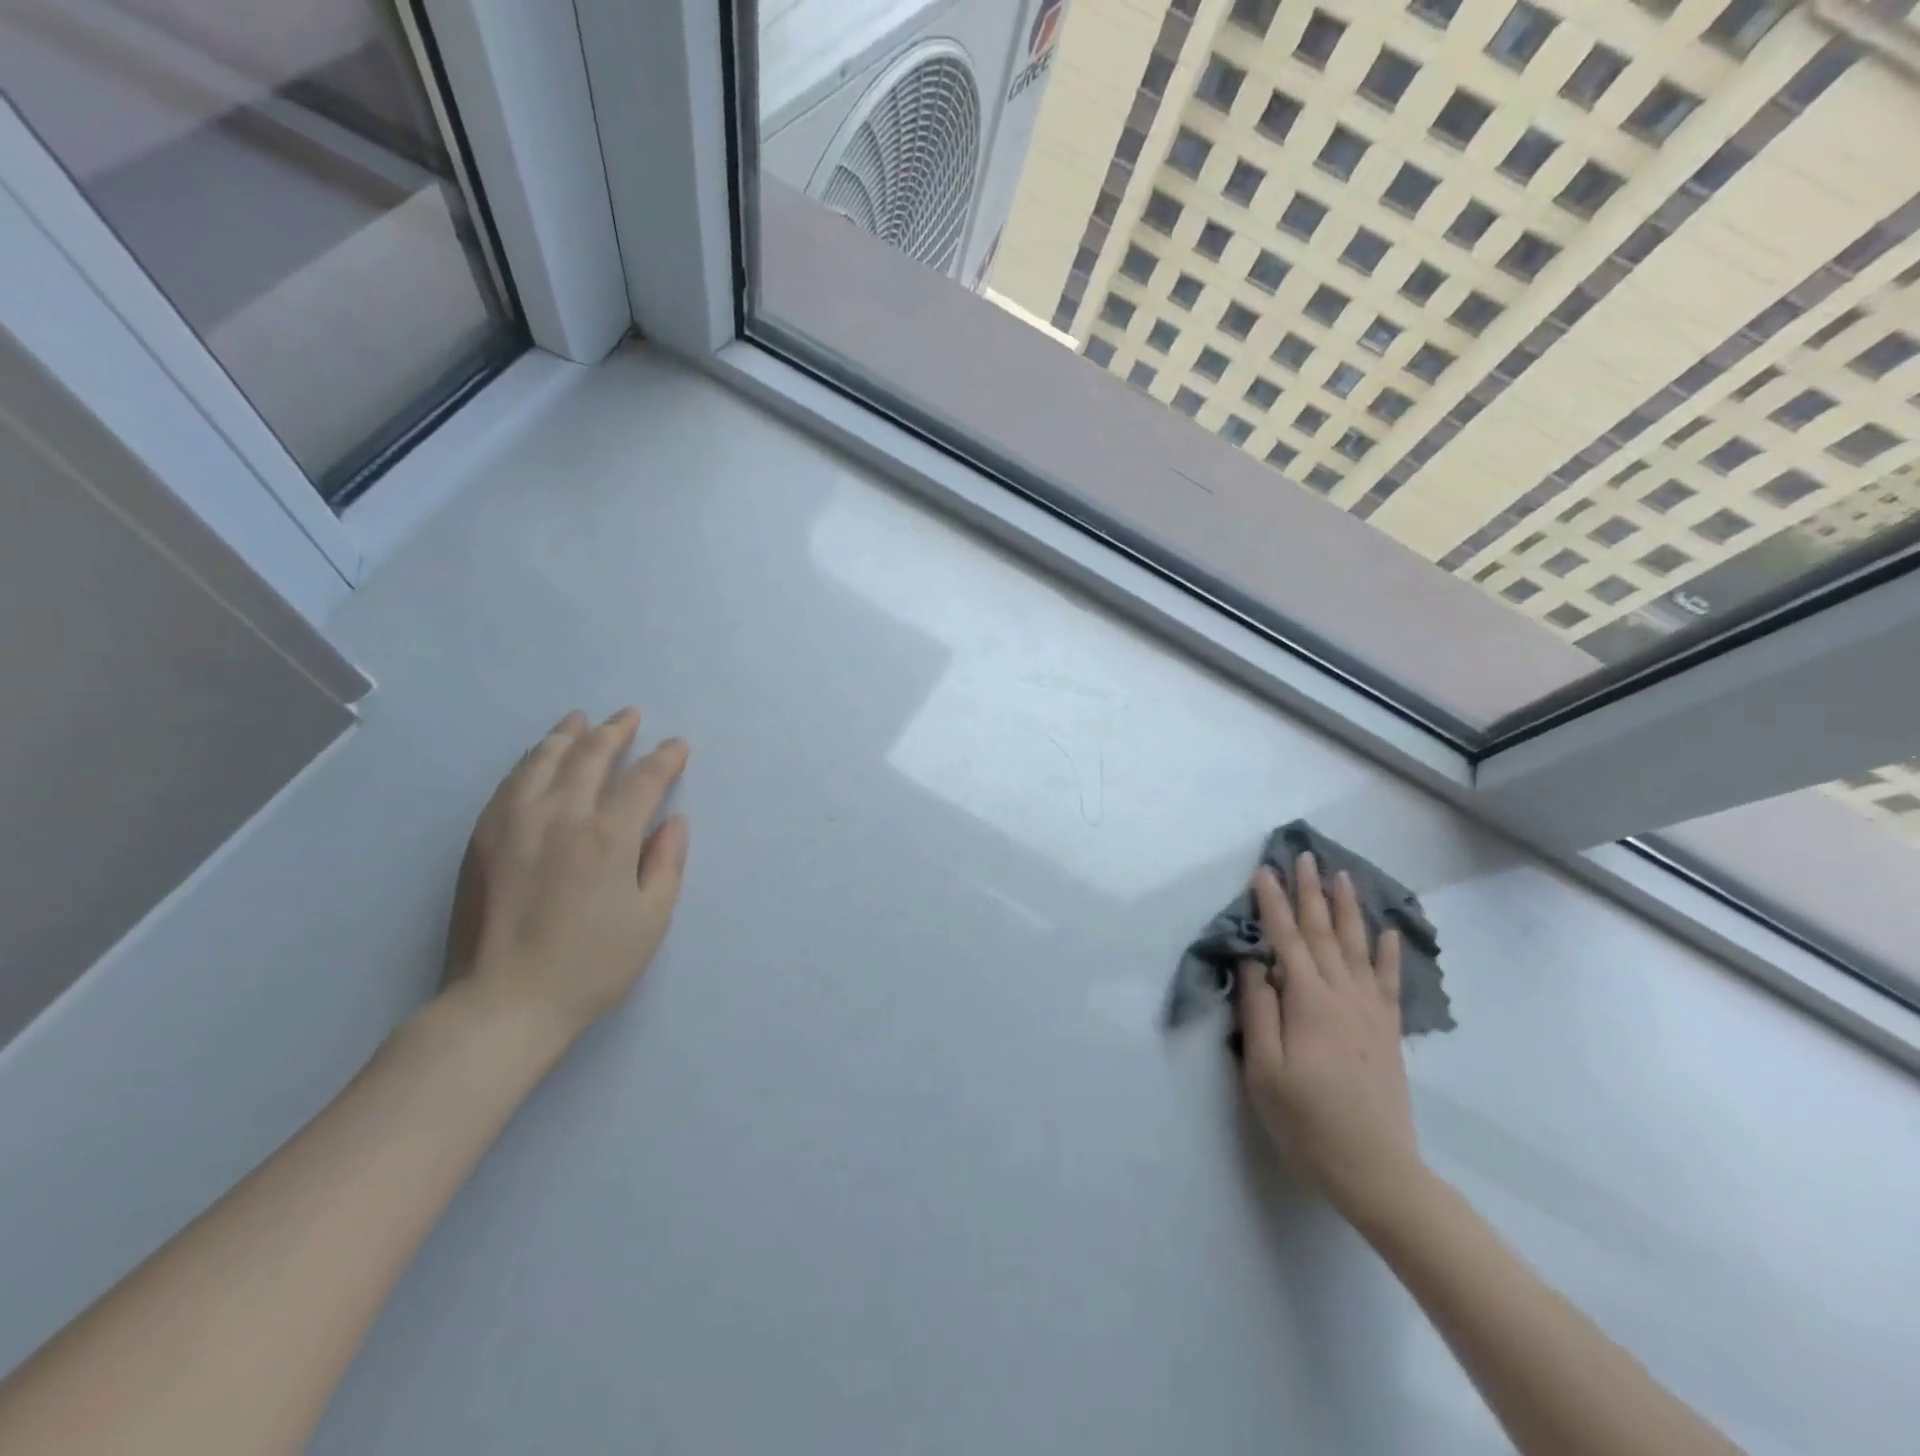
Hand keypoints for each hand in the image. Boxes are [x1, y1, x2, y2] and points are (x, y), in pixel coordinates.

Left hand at [442, 708, 689, 1047]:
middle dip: (616, 731)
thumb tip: (673, 820)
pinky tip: (538, 758)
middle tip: (630, 716)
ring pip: (543, 760)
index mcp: (608, 835)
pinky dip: (531, 760)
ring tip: (582, 720)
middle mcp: (560, 815)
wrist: (502, 1003)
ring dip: (568, 735)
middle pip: (590, 755)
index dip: (665, 758)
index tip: (677, 746)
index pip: (643, 779)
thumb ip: (667, 862)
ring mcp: (513, 823)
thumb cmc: (591, 965)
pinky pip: (510, 783)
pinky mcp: (481, 839)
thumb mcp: (651, 919)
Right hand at [1238, 853, 1423, 1226]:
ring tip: (1342, 877)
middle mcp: (1343, 995)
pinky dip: (1388, 953)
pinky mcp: (1387, 1031)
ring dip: (1347, 909)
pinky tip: (1386, 932)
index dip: (1272, 904)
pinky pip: (1388, 981)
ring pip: (1358, 947)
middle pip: (1323, 933)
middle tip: (1305, 856)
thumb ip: (1258, 1010)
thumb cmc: (1306, 1121)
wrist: (1376, 1170)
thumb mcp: (1264, 1070)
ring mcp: (1370, 1011)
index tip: (1264, 871)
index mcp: (1308, 1002)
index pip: (1285, 940)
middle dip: (1310, 892)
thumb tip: (1253, 962)